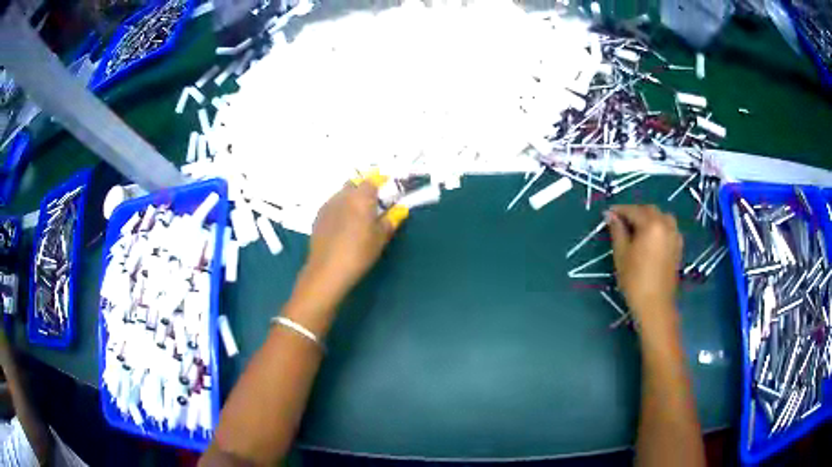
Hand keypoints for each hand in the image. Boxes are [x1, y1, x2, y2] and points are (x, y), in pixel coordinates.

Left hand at [303, 181, 406, 301]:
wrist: (327, 270)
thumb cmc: (359, 253)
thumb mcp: (380, 239)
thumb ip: (390, 221)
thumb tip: (398, 211)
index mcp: (361, 197)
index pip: (372, 181)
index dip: (380, 184)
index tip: (386, 193)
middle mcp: (343, 196)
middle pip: (354, 184)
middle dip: (363, 190)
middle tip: (372, 205)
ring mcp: (328, 205)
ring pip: (341, 194)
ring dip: (350, 199)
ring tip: (357, 216)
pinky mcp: (318, 217)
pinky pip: (332, 205)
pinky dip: (340, 209)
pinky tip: (343, 225)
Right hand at [606, 205, 682, 326]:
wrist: (655, 305)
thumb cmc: (635, 280)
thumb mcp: (621, 254)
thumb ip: (617, 231)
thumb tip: (610, 215)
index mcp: (651, 224)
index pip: (633, 210)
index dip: (619, 210)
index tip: (608, 213)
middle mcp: (666, 225)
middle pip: (649, 210)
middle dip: (635, 212)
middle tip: (621, 221)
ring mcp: (675, 235)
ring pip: (661, 217)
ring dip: (649, 217)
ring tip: (637, 228)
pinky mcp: (678, 246)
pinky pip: (668, 227)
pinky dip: (659, 226)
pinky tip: (650, 238)